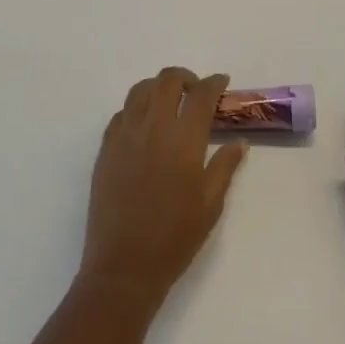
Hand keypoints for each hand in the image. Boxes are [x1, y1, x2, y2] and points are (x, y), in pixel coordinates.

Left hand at [79, 68, 247, 307]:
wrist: (124, 265)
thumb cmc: (175, 237)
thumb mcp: (211, 204)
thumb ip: (225, 166)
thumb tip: (239, 143)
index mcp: (183, 139)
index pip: (202, 95)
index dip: (214, 83)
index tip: (222, 83)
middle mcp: (153, 127)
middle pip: (167, 81)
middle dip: (186, 78)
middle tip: (196, 92)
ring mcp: (125, 134)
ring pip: (140, 90)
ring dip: (158, 88)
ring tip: (169, 103)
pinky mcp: (106, 147)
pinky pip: (122, 113)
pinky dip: (137, 109)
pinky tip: (145, 127)